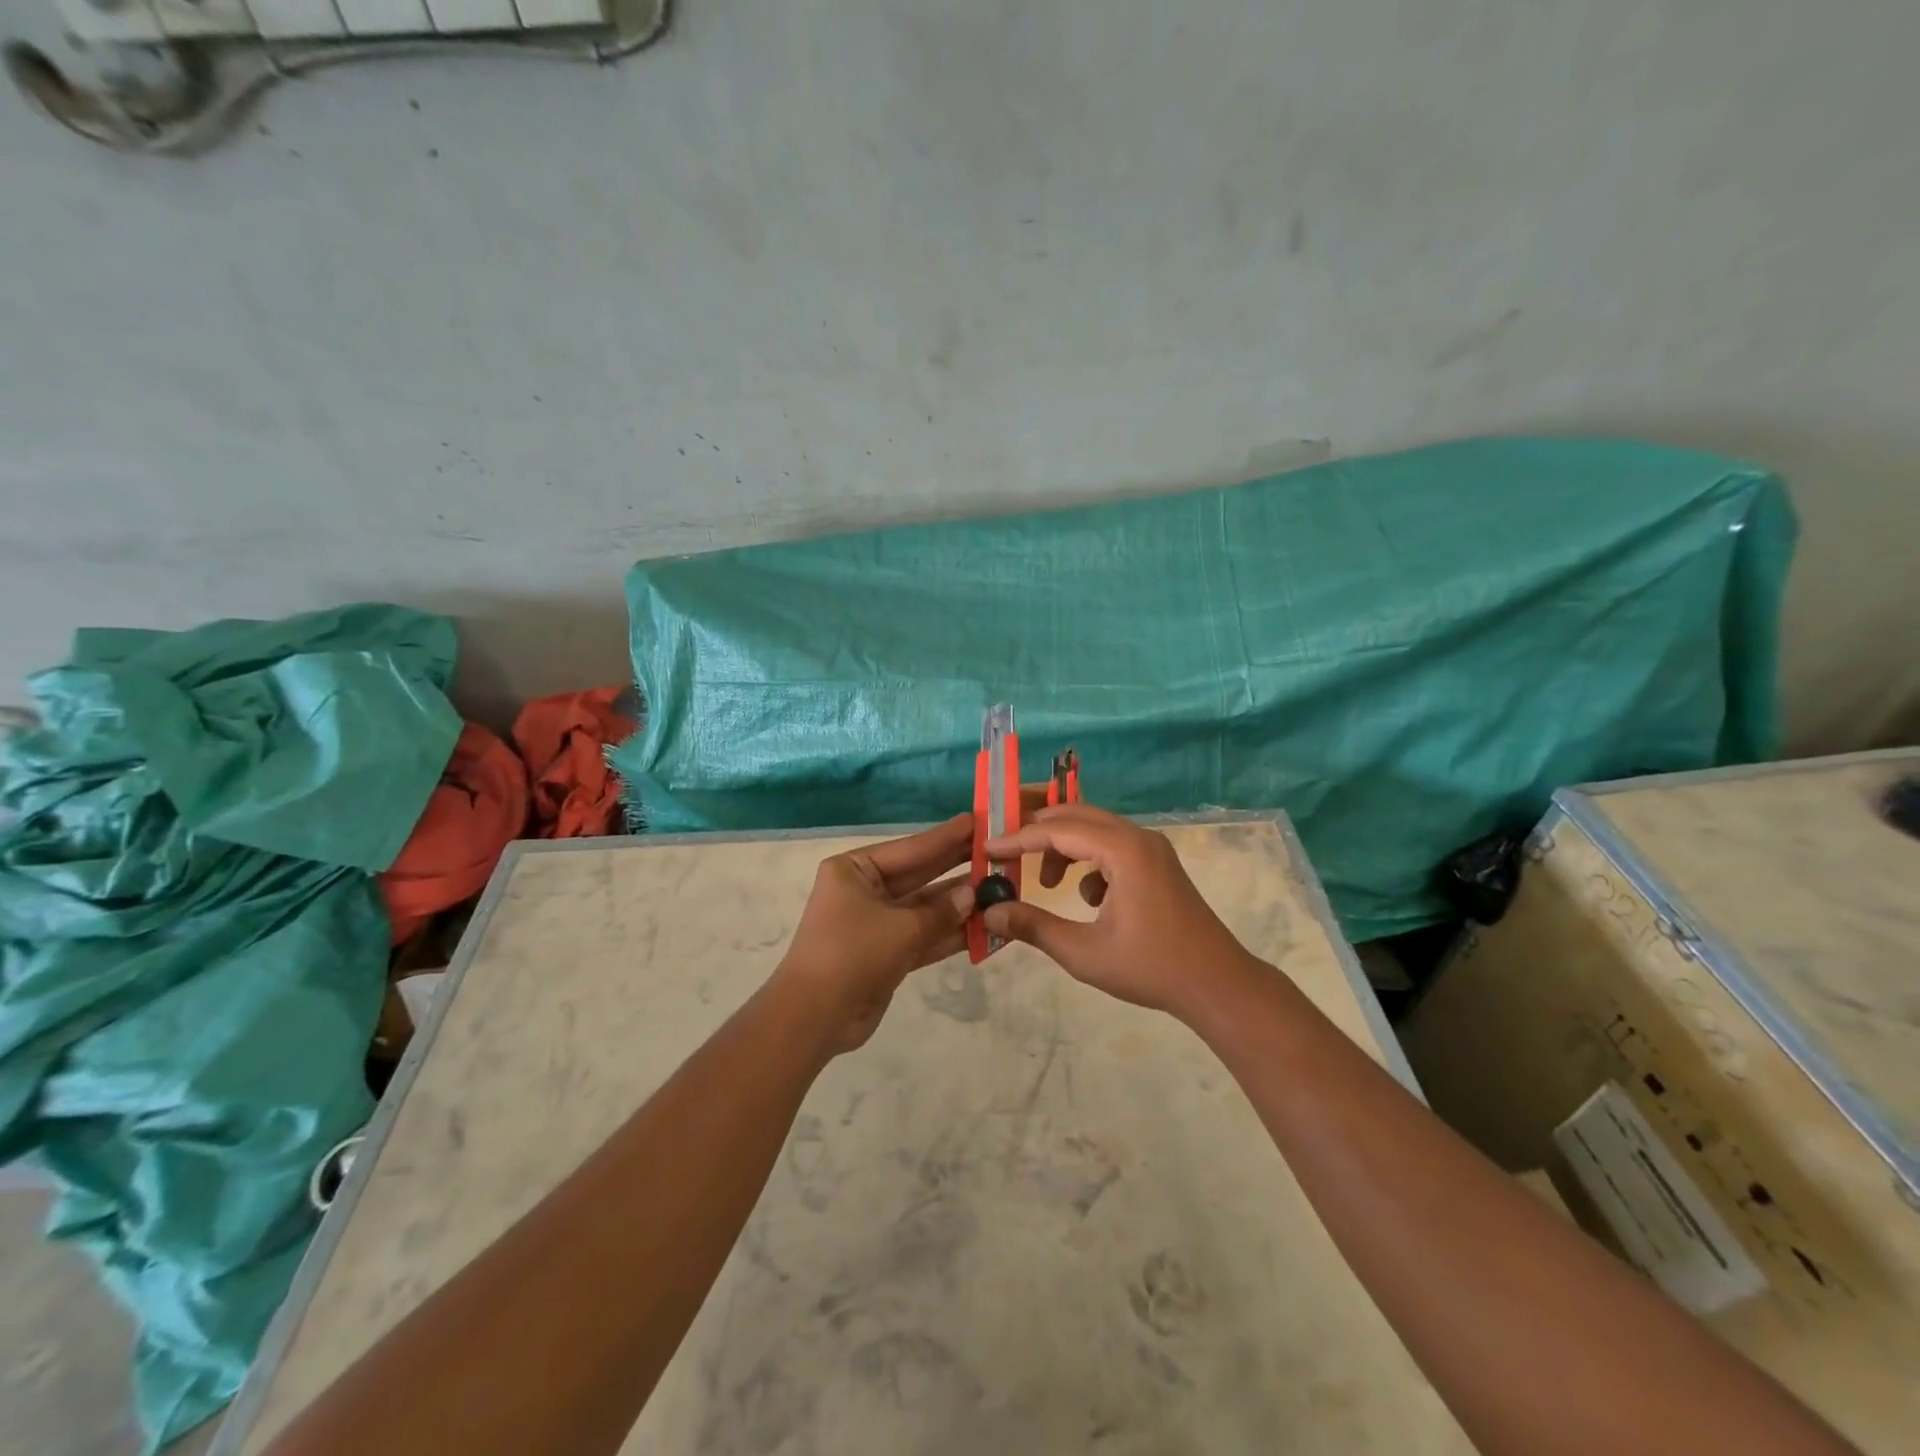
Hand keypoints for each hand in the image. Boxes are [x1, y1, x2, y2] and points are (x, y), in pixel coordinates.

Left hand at [773, 816, 976, 1055]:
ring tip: (1001, 889)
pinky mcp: (887, 953)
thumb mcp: (900, 928)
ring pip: (926, 908)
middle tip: (997, 850)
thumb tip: (974, 894)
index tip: (978, 820)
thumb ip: (941, 911)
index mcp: (855, 870)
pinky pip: (924, 936)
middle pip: (920, 874)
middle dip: (957, 866)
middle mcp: (865, 890)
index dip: (946, 836)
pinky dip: (951, 933)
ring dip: (960, 904)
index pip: (911, 848)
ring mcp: (877, 923)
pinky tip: (986, 927)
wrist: (814, 1017)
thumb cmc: (852, 954)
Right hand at [981, 804, 1261, 1017]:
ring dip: (1064, 847)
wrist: (1218, 984)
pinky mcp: (1158, 863)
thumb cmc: (1151, 968)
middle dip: (1038, 833)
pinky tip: (1089, 900)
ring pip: (1094, 829)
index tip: (986, 850)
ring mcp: (1152, 848)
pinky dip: (1089, 861)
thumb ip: (1034, 927)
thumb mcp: (1084, 953)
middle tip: (1007, 854)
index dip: (1018, 839)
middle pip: (1076, 816)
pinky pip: (1112, 845)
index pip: (1058, 830)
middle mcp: (1138, 837)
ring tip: (1047, 885)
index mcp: (1123, 850)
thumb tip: (991, 912)